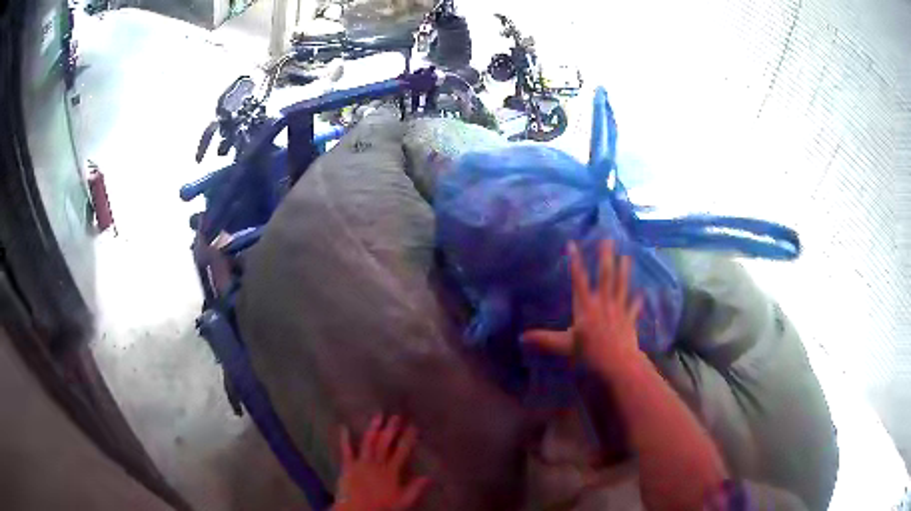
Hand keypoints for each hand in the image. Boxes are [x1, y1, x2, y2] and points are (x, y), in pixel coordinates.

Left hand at [333, 415, 431, 510]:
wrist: (357, 510)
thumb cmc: (381, 507)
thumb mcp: (403, 501)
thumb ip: (415, 489)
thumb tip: (429, 477)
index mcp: (391, 471)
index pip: (402, 452)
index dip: (408, 438)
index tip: (413, 426)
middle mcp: (377, 464)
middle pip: (385, 444)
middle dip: (391, 429)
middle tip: (396, 416)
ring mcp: (361, 463)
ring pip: (368, 443)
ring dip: (373, 429)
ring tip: (378, 416)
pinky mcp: (348, 466)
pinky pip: (346, 450)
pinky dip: (344, 439)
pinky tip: (344, 427)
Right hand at [523, 240, 643, 376]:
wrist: (617, 364)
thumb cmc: (589, 355)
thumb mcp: (563, 347)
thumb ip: (544, 340)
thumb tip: (521, 337)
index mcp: (585, 307)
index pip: (578, 280)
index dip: (575, 261)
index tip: (572, 244)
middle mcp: (603, 303)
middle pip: (605, 276)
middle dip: (606, 257)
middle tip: (609, 240)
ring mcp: (619, 310)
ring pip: (621, 286)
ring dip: (624, 270)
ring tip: (627, 256)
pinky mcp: (629, 320)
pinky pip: (634, 307)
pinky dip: (638, 300)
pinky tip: (642, 293)